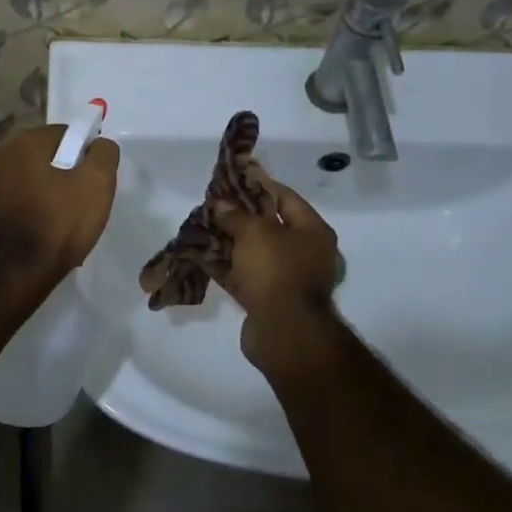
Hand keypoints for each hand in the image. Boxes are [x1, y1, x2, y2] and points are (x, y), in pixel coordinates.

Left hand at [0, 124, 118, 288]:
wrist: (14, 275)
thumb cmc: (58, 225)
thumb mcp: (96, 184)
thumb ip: (104, 154)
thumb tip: (99, 144)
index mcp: (26, 140)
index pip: (68, 133)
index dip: (86, 155)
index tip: (95, 181)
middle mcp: (1, 152)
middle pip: (48, 154)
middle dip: (67, 172)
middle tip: (83, 202)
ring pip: (33, 176)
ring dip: (49, 190)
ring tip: (64, 220)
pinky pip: (19, 197)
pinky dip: (33, 206)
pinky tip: (45, 229)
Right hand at [213, 178, 342, 373]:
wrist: (285, 332)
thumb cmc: (277, 271)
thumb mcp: (254, 233)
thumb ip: (235, 215)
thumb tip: (221, 204)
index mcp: (312, 231)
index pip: (285, 197)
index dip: (258, 185)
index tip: (232, 179)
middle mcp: (303, 252)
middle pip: (267, 225)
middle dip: (237, 215)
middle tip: (212, 204)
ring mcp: (284, 277)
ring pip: (251, 251)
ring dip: (226, 240)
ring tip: (199, 226)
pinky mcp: (265, 298)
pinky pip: (242, 275)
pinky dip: (223, 265)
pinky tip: (199, 254)